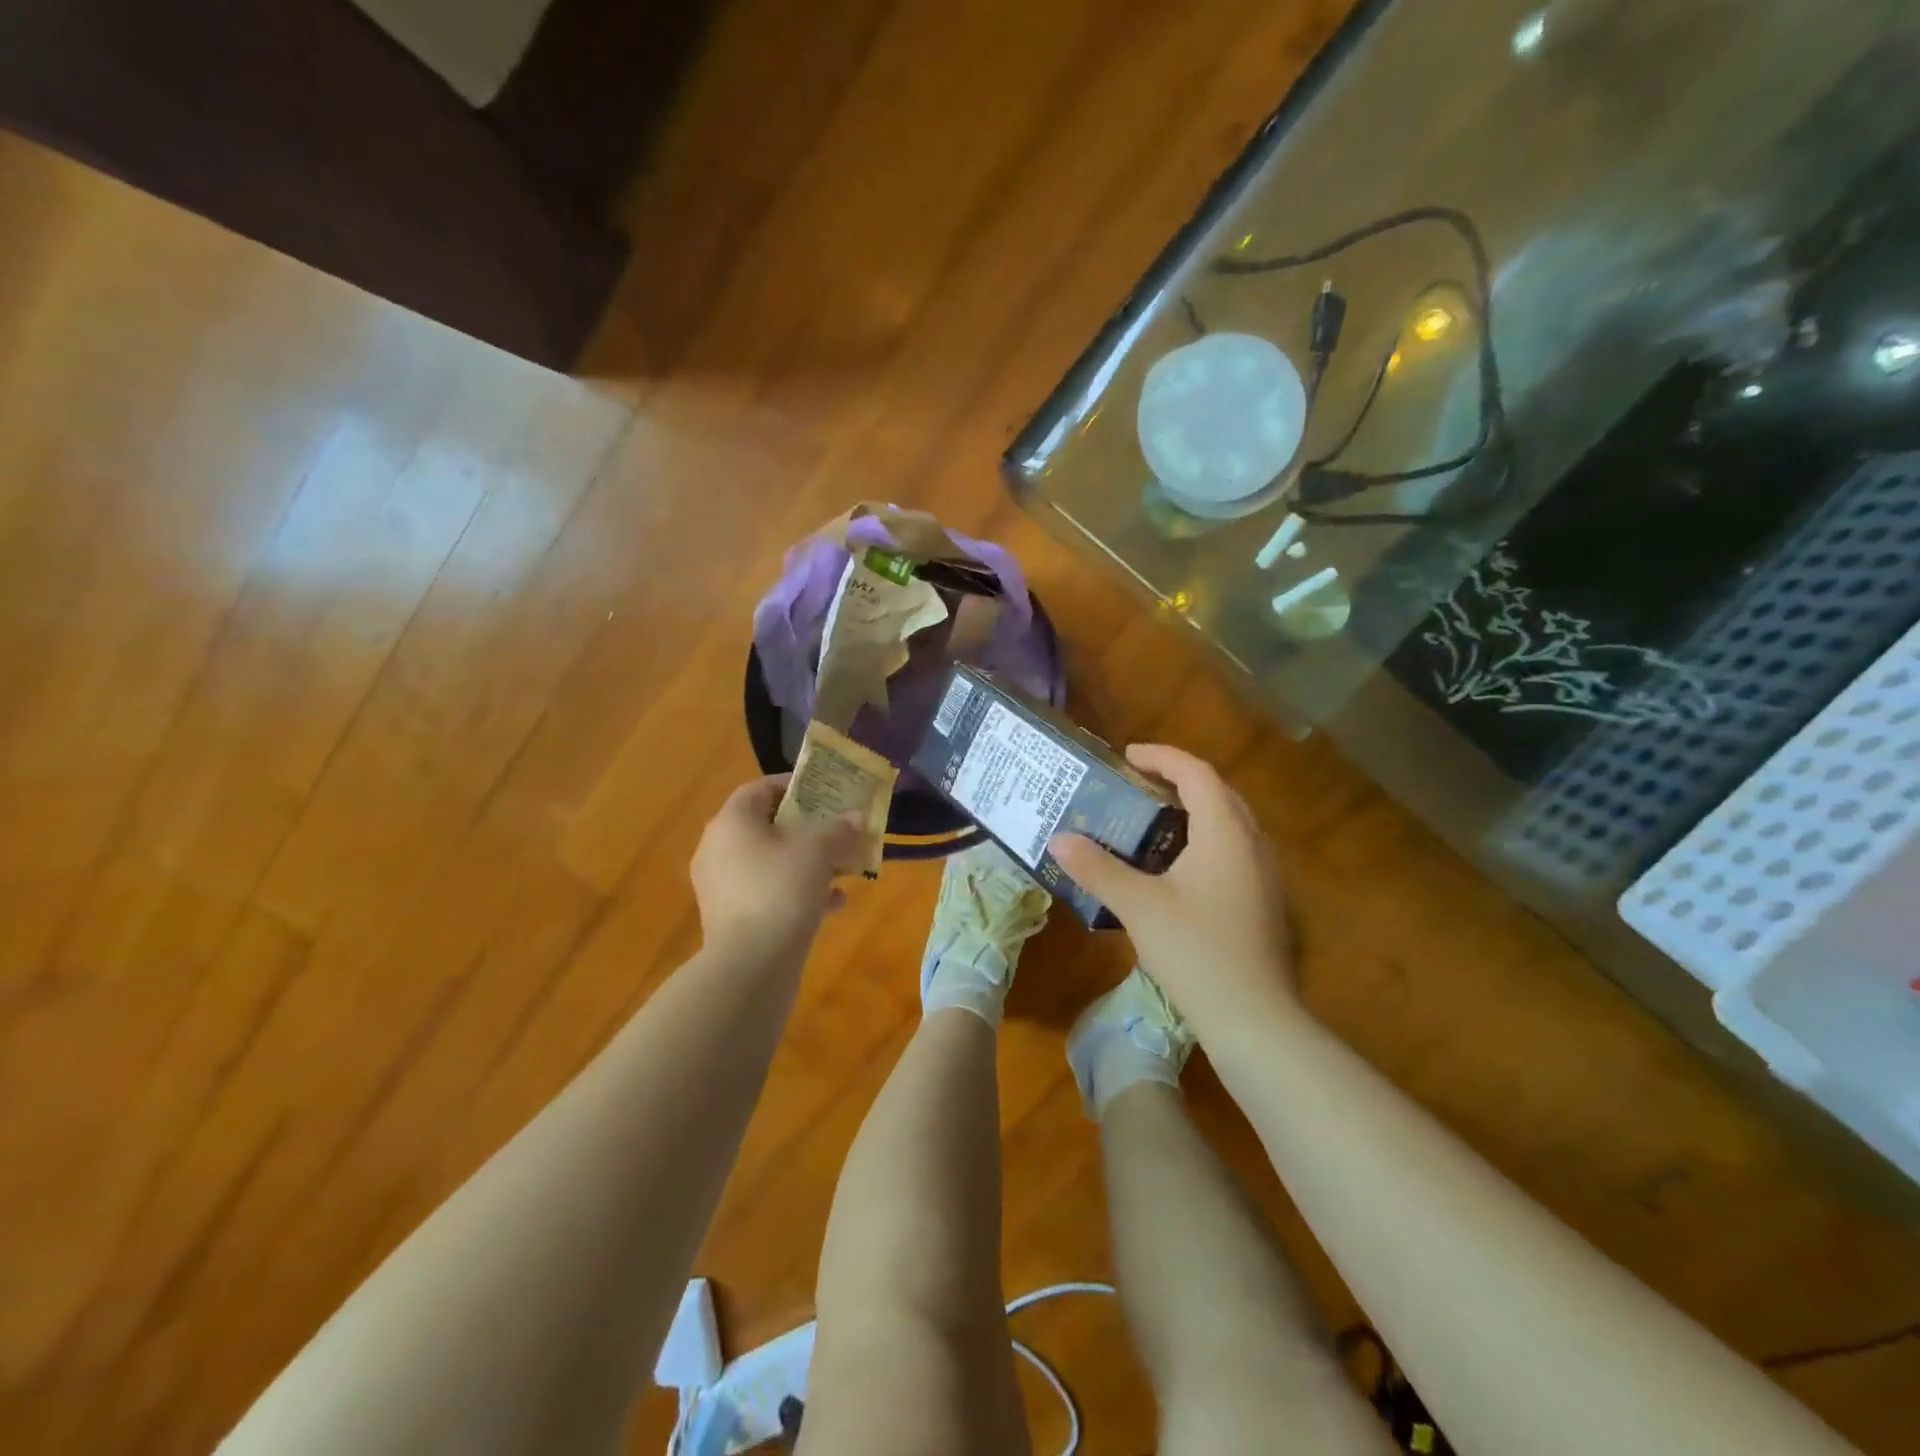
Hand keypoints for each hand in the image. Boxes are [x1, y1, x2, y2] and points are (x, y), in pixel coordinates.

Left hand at [692, 776, 864, 957]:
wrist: (750, 966)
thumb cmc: (781, 890)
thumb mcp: (818, 851)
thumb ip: (839, 829)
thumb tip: (857, 816)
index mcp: (731, 823)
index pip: (759, 789)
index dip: (793, 786)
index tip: (824, 791)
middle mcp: (718, 850)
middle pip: (766, 827)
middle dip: (806, 828)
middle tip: (838, 829)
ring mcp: (722, 887)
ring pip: (770, 863)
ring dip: (807, 862)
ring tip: (842, 867)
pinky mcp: (732, 919)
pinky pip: (768, 893)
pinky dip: (798, 892)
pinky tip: (834, 903)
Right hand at [1051, 745, 1294, 1032]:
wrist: (1254, 1018)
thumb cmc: (1196, 952)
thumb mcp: (1139, 907)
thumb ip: (1097, 868)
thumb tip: (1058, 840)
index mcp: (1226, 832)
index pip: (1197, 773)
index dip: (1162, 756)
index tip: (1127, 756)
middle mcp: (1253, 843)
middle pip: (1218, 791)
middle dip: (1178, 779)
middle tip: (1137, 784)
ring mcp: (1265, 873)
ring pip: (1230, 821)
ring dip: (1194, 808)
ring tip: (1152, 818)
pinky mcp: (1265, 899)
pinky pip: (1234, 848)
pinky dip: (1205, 837)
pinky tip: (1176, 866)